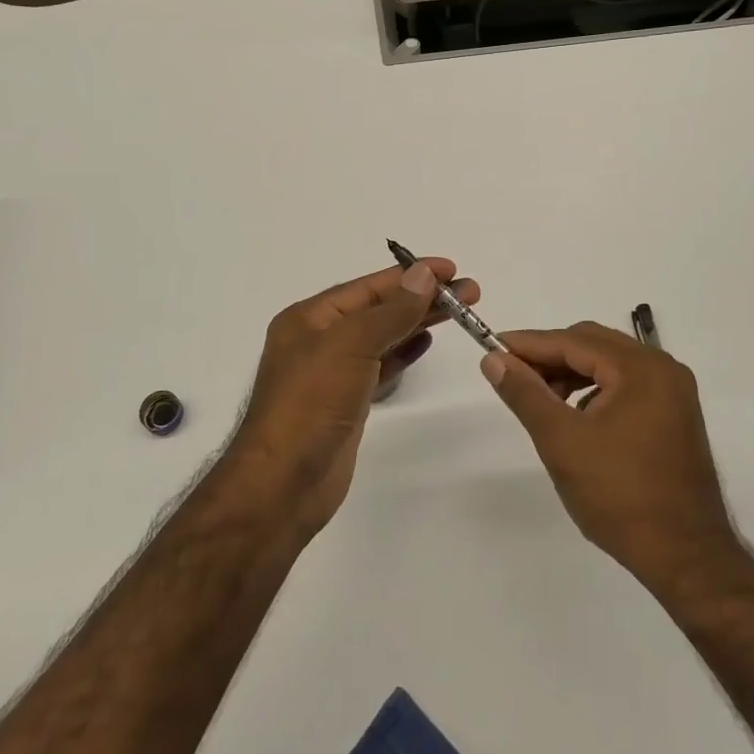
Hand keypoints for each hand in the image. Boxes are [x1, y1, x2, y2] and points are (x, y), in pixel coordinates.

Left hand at [228, 258, 479, 538]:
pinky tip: (426, 342)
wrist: (283, 484)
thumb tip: (422, 274)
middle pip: (379, 309)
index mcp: (311, 318)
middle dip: (422, 297)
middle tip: (470, 292)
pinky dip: (404, 352)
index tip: (451, 269)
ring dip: (418, 322)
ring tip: (458, 312)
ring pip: (383, 337)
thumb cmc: (311, 404)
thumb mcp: (350, 346)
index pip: (369, 287)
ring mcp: (333, 373)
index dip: (410, 275)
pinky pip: (381, 366)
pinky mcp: (347, 402)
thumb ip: (391, 311)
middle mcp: (320, 339)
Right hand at [483, 322, 738, 590]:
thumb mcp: (562, 441)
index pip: (574, 341)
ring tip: (542, 400)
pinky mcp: (675, 416)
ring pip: (610, 364)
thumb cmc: (619, 496)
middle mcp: (663, 368)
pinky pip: (626, 385)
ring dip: (572, 373)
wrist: (685, 558)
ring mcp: (674, 392)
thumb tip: (494, 359)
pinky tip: (576, 417)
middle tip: (513, 374)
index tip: (493, 347)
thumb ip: (526, 394)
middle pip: (594, 344)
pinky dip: (595, 390)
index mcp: (641, 368)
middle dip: (551, 357)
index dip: (530, 344)